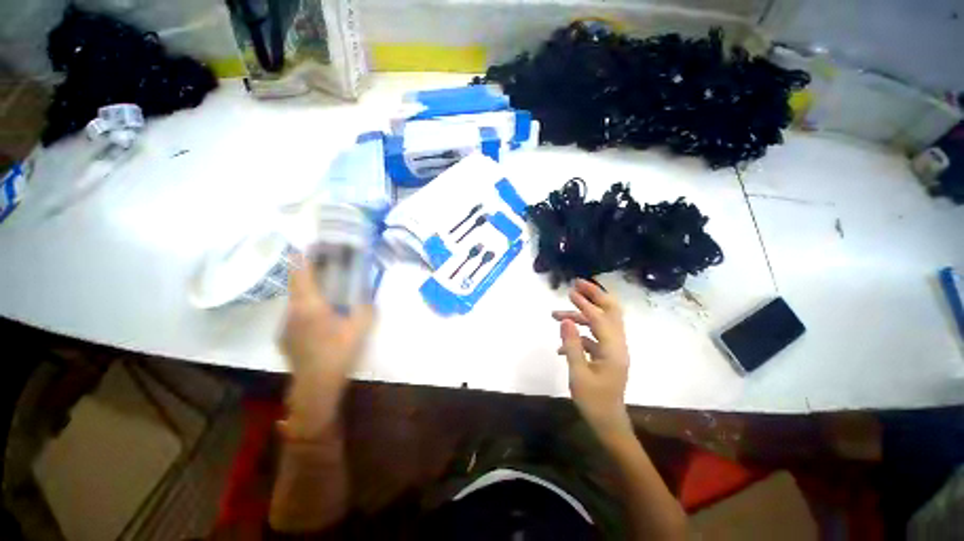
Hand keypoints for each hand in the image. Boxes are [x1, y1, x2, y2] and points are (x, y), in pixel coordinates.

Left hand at [280, 255, 373, 437]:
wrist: (316, 384)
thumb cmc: (339, 352)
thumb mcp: (360, 328)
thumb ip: (366, 308)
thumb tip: (367, 295)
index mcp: (311, 306)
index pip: (301, 276)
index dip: (301, 259)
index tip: (304, 246)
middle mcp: (293, 312)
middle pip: (295, 285)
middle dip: (305, 273)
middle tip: (320, 267)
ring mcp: (285, 325)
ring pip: (294, 301)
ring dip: (306, 293)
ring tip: (322, 293)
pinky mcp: (283, 337)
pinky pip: (294, 315)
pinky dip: (304, 310)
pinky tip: (317, 320)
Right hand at [552, 279, 631, 439]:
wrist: (608, 423)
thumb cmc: (593, 401)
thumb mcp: (578, 373)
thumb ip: (571, 345)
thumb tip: (565, 321)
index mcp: (613, 349)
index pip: (599, 318)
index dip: (584, 303)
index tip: (570, 291)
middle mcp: (617, 345)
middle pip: (611, 312)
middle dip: (595, 296)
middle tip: (578, 285)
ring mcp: (613, 350)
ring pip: (600, 323)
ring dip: (581, 315)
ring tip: (556, 314)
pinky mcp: (607, 355)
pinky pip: (594, 337)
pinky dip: (580, 333)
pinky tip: (561, 343)